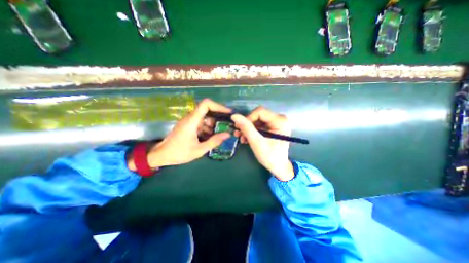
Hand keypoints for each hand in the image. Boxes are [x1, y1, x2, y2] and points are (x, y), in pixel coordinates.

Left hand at [128, 99, 230, 170]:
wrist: (161, 155)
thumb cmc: (179, 153)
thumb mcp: (199, 150)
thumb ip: (214, 141)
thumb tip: (227, 134)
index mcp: (192, 121)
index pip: (206, 104)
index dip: (218, 106)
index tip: (228, 112)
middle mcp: (191, 118)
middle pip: (207, 110)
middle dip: (218, 116)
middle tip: (228, 124)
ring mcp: (189, 122)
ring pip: (205, 117)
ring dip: (214, 124)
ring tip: (221, 133)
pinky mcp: (189, 126)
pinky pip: (201, 123)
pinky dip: (208, 128)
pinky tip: (211, 137)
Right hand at [230, 106, 291, 180]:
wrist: (278, 167)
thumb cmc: (270, 157)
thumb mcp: (257, 142)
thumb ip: (246, 128)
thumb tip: (234, 116)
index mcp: (280, 121)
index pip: (260, 112)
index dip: (248, 118)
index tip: (240, 129)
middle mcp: (279, 119)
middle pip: (258, 116)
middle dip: (247, 125)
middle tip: (238, 134)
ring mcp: (276, 123)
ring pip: (257, 120)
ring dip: (247, 129)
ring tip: (241, 138)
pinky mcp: (272, 127)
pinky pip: (259, 125)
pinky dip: (251, 131)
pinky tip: (246, 138)